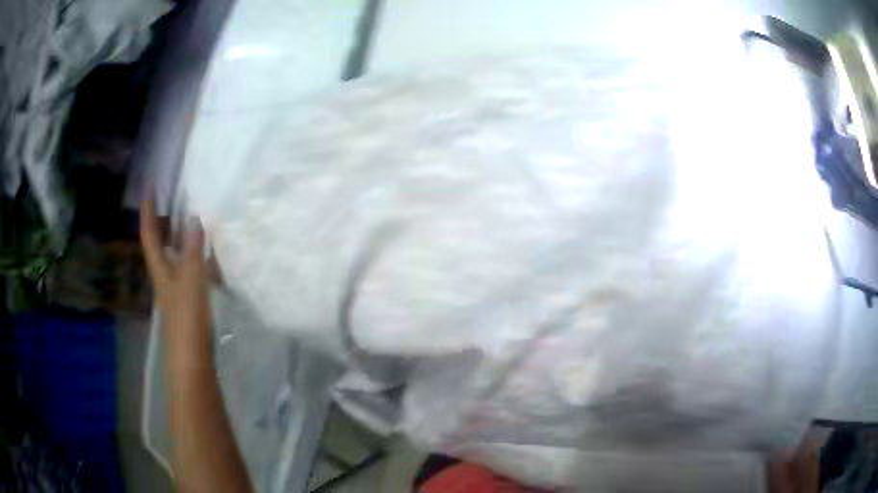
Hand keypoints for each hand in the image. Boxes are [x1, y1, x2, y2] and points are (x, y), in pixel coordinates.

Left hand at [139, 197, 211, 356]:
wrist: (193, 362)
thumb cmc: (187, 322)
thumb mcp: (191, 284)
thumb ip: (193, 252)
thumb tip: (194, 217)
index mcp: (161, 270)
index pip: (150, 235)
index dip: (148, 211)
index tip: (150, 187)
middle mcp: (166, 277)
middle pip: (160, 244)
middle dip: (163, 221)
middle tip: (173, 198)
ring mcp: (178, 290)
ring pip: (176, 256)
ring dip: (181, 237)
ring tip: (194, 219)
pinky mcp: (190, 301)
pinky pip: (191, 269)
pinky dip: (197, 256)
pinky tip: (210, 256)